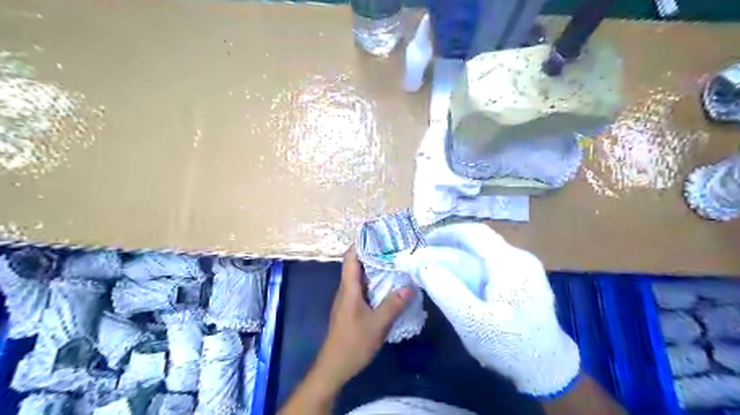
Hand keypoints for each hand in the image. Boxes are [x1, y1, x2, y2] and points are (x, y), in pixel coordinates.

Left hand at [312, 247, 415, 391]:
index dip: (361, 243)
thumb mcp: (377, 324)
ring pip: (361, 277)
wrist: (334, 367)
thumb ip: (393, 304)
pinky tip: (389, 286)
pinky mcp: (352, 309)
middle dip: (373, 253)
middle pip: (357, 264)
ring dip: (375, 268)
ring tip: (395, 261)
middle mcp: (346, 290)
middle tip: (393, 246)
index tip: (378, 234)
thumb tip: (410, 285)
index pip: (351, 257)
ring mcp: (348, 300)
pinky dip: (375, 283)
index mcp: (349, 288)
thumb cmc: (353, 343)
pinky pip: (364, 289)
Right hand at [395, 222, 580, 396]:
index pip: (475, 232)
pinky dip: (471, 265)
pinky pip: (492, 263)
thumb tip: (422, 265)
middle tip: (427, 257)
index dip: (446, 232)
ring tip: (439, 267)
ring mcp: (525, 267)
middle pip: (479, 241)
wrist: (548, 368)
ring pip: (485, 251)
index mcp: (510, 263)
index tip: (424, 242)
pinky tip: (461, 279)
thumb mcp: (472, 322)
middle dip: (450, 245)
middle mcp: (520, 258)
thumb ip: (446, 291)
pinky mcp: (524, 278)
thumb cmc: (510, 346)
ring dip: (460, 255)